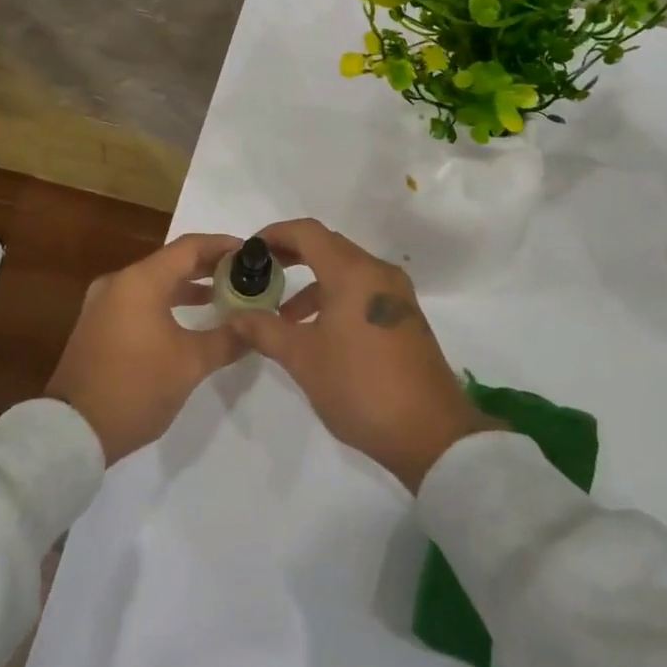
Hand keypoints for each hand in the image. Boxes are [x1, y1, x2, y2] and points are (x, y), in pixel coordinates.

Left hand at [46, 233, 249, 464]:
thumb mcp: (190, 364)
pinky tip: (188, 319)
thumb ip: (227, 339)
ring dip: (187, 286)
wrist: (73, 431)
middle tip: (243, 274)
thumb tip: (255, 326)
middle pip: (171, 261)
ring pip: (154, 282)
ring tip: (223, 296)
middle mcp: (119, 282)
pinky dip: (166, 301)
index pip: (189, 247)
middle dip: (208, 266)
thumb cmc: (136, 387)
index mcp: (141, 281)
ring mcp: (104, 303)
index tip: (250, 252)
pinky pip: (139, 300)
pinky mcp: (98, 324)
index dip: (222, 246)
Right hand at [227, 218, 502, 491]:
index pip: (308, 233)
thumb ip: (265, 330)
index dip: (275, 235)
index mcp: (354, 273)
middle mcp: (378, 273)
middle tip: (260, 274)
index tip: (249, 252)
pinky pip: (362, 291)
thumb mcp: (303, 359)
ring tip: (283, 316)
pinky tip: (317, 332)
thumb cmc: (360, 386)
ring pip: (346, 271)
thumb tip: (235, 316)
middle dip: (291, 256)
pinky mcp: (405, 317)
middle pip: (328, 246)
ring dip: (313, 283)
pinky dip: (335, 298)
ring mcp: (396, 295)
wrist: (431, 434)